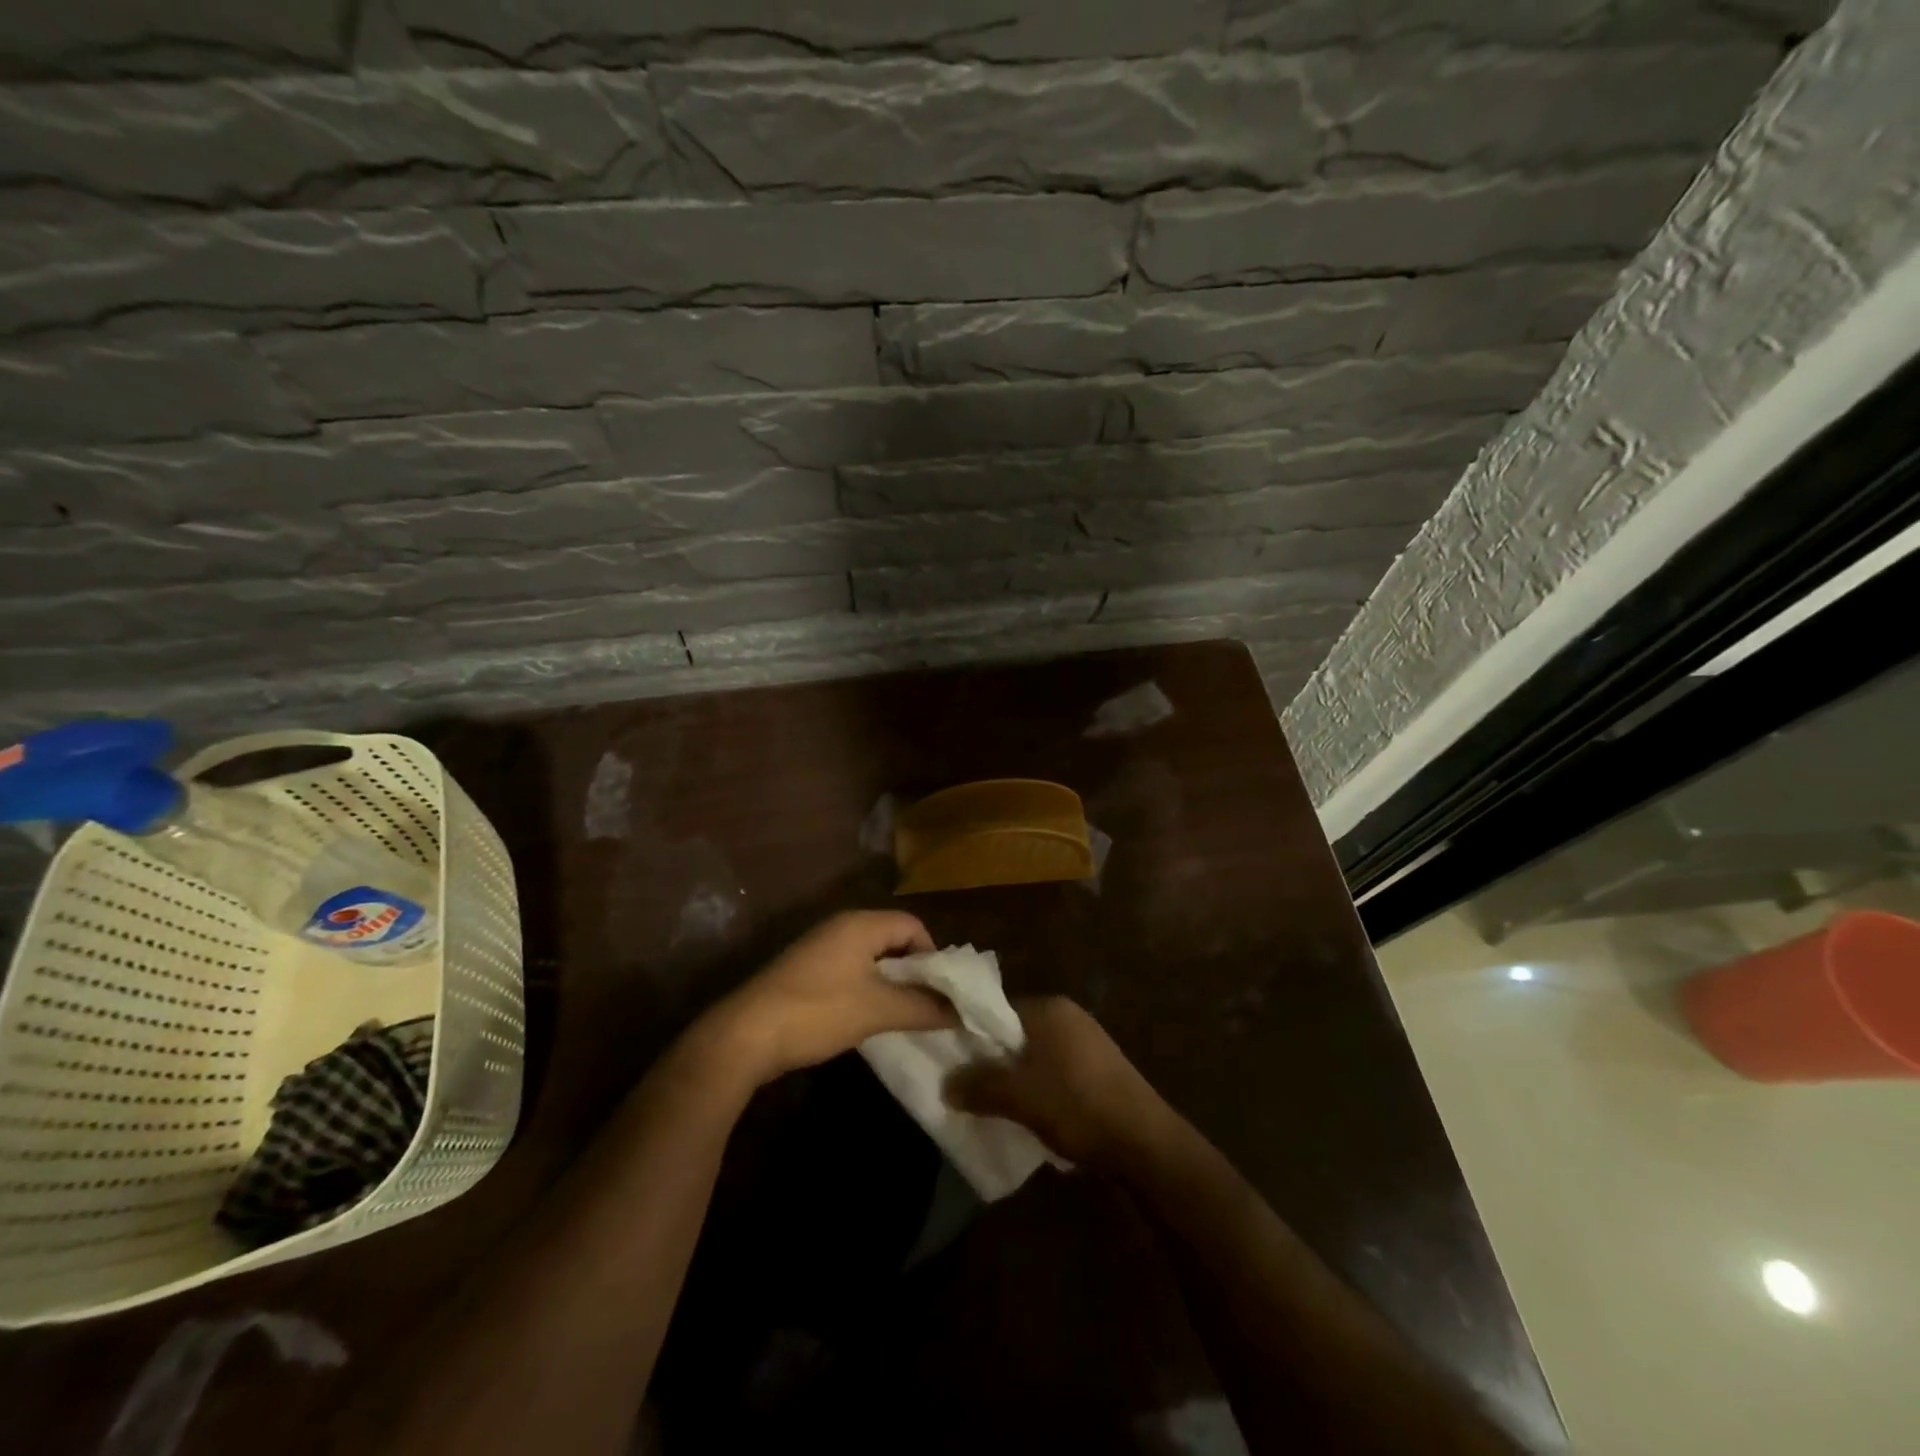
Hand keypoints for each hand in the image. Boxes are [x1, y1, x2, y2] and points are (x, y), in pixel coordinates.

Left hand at [707, 910, 953, 1085]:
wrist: (745, 1035)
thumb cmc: (818, 1011)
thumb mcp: (878, 1010)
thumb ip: (923, 1007)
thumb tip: (960, 1010)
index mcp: (861, 924)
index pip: (913, 925)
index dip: (933, 956)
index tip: (940, 992)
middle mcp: (841, 927)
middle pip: (892, 939)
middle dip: (913, 972)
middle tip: (927, 1006)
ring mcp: (820, 948)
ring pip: (871, 958)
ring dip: (890, 984)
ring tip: (902, 1017)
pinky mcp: (806, 972)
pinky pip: (850, 972)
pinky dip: (866, 991)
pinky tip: (867, 1020)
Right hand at [944, 996, 1170, 1169]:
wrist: (1144, 1141)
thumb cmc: (1077, 1105)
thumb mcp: (1020, 1097)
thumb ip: (980, 1086)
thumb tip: (946, 1084)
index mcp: (1049, 1008)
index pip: (996, 1011)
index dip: (972, 1036)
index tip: (953, 1063)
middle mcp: (1069, 1016)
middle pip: (1016, 1034)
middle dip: (994, 1062)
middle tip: (971, 1090)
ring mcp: (1088, 1042)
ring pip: (1036, 1056)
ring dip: (1018, 1079)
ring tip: (998, 1108)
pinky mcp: (1101, 1069)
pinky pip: (1057, 1071)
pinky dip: (1041, 1089)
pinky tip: (1035, 1115)